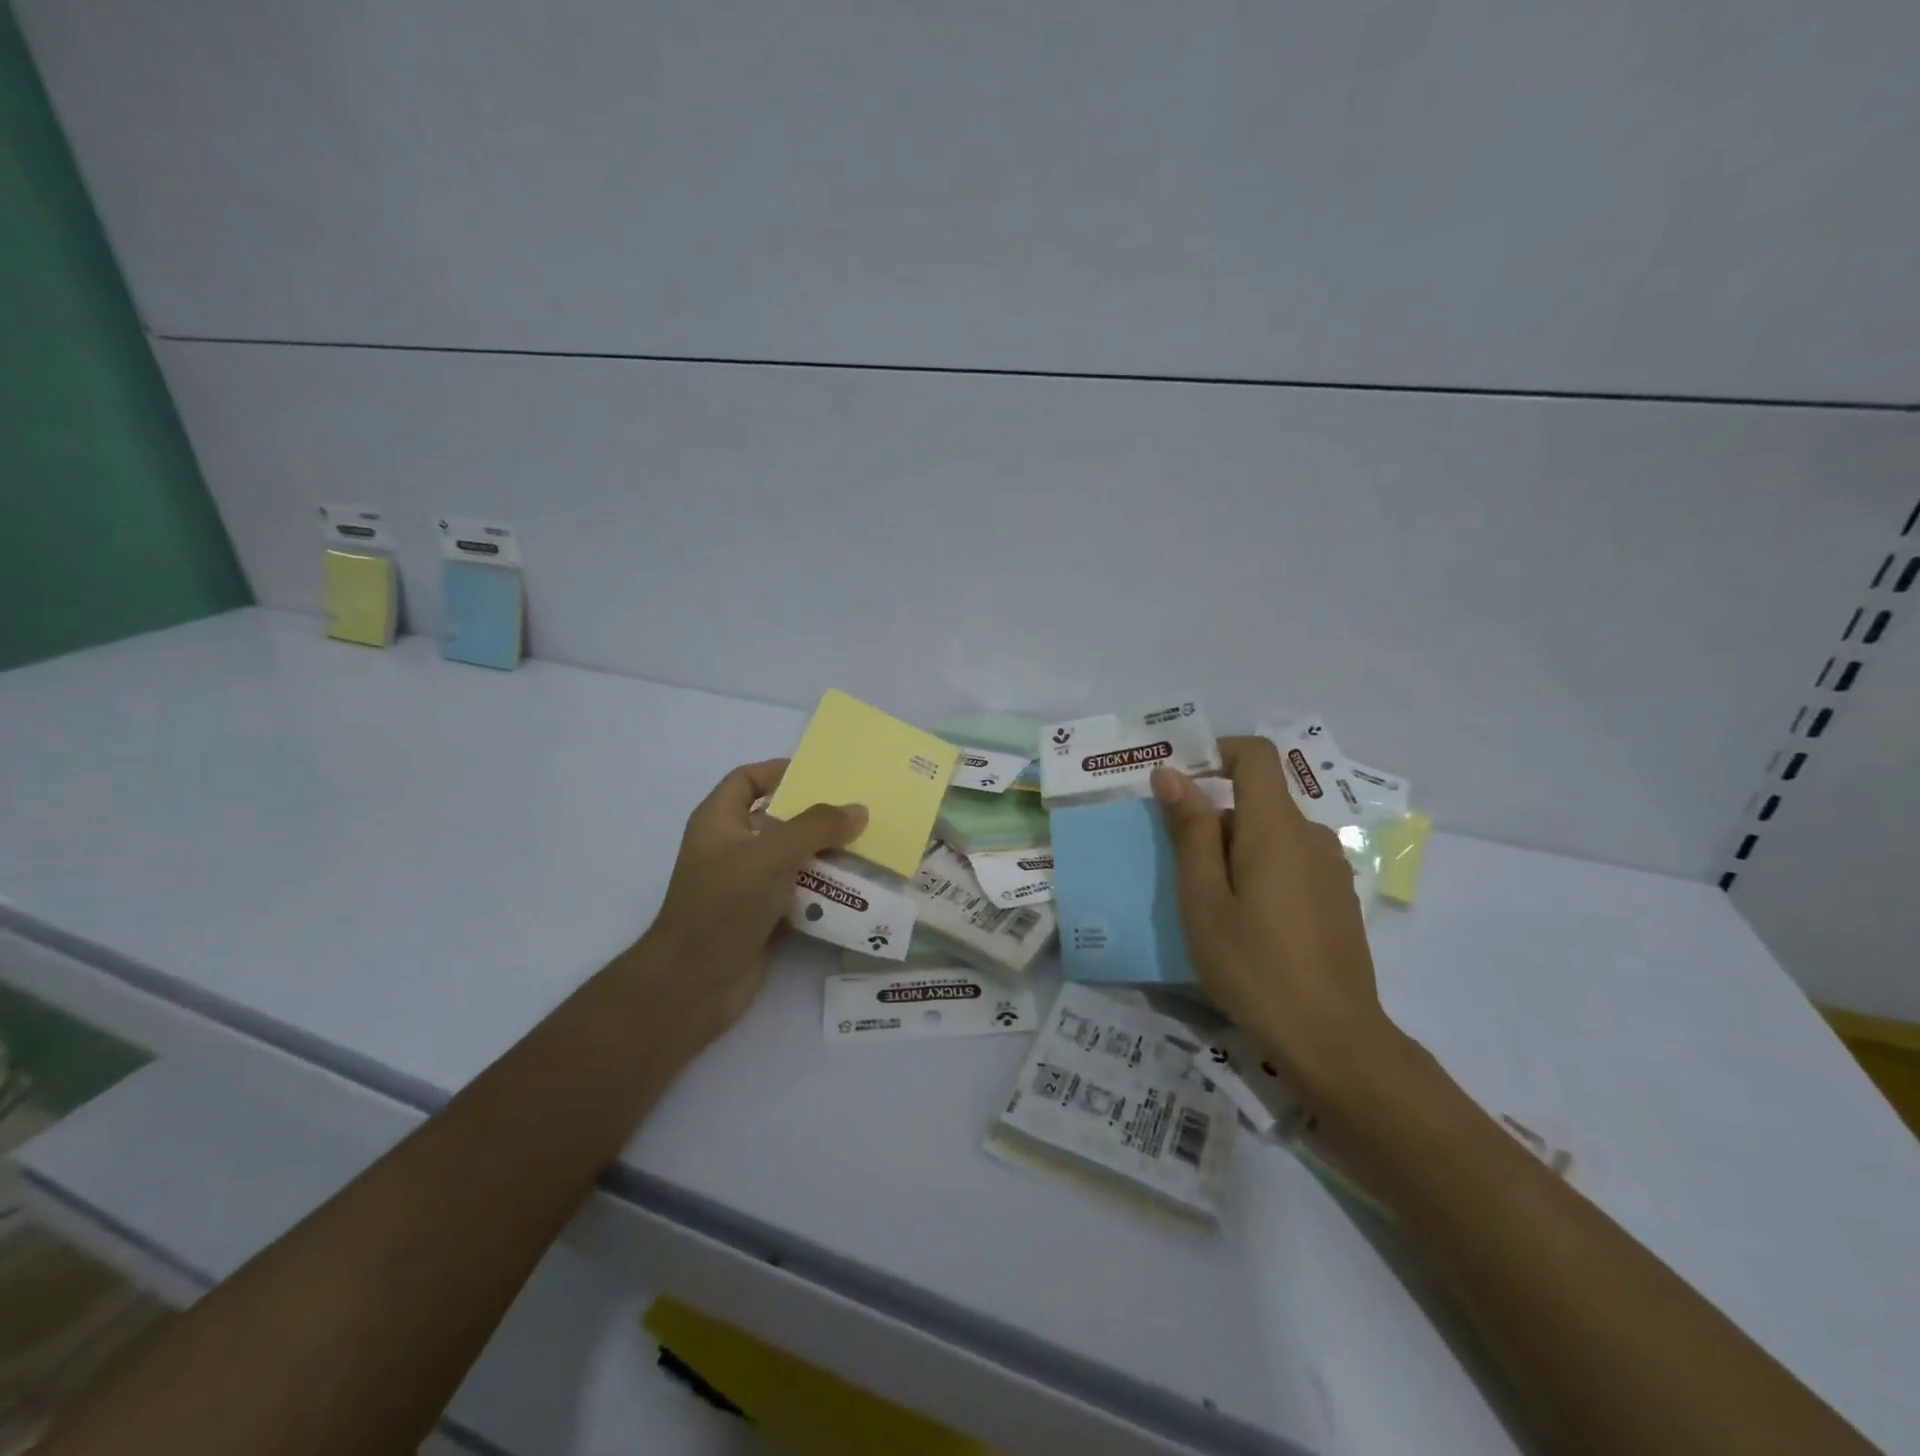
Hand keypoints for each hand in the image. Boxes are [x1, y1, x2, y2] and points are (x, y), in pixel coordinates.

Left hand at [639, 759, 866, 1041]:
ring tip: (867, 846)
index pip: (748, 780)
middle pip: (777, 818)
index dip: (780, 771)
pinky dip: (823, 887)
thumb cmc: (724, 905)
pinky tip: (855, 886)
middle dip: (816, 815)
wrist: (695, 983)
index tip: (823, 775)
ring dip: (826, 852)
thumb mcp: (771, 855)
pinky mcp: (762, 914)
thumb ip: (816, 827)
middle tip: (858, 811)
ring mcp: (746, 883)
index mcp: (719, 821)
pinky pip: (798, 890)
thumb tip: (858, 810)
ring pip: (792, 856)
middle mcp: (731, 847)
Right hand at [1152, 736, 1401, 1102]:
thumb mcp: (1203, 898)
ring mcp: (1330, 869)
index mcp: (1277, 827)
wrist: (1332, 1039)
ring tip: (1208, 904)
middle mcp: (1311, 836)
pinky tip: (1247, 925)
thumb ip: (1190, 831)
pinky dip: (1260, 872)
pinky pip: (1291, 863)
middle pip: (1258, 800)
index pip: (1255, 755)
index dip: (1217, 752)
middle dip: (1213, 819)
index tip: (1180, 784)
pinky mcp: (1338, 899)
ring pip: (1272, 835)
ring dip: (1234, 851)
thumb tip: (1172, 773)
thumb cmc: (1253, 965)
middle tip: (1180, 870)